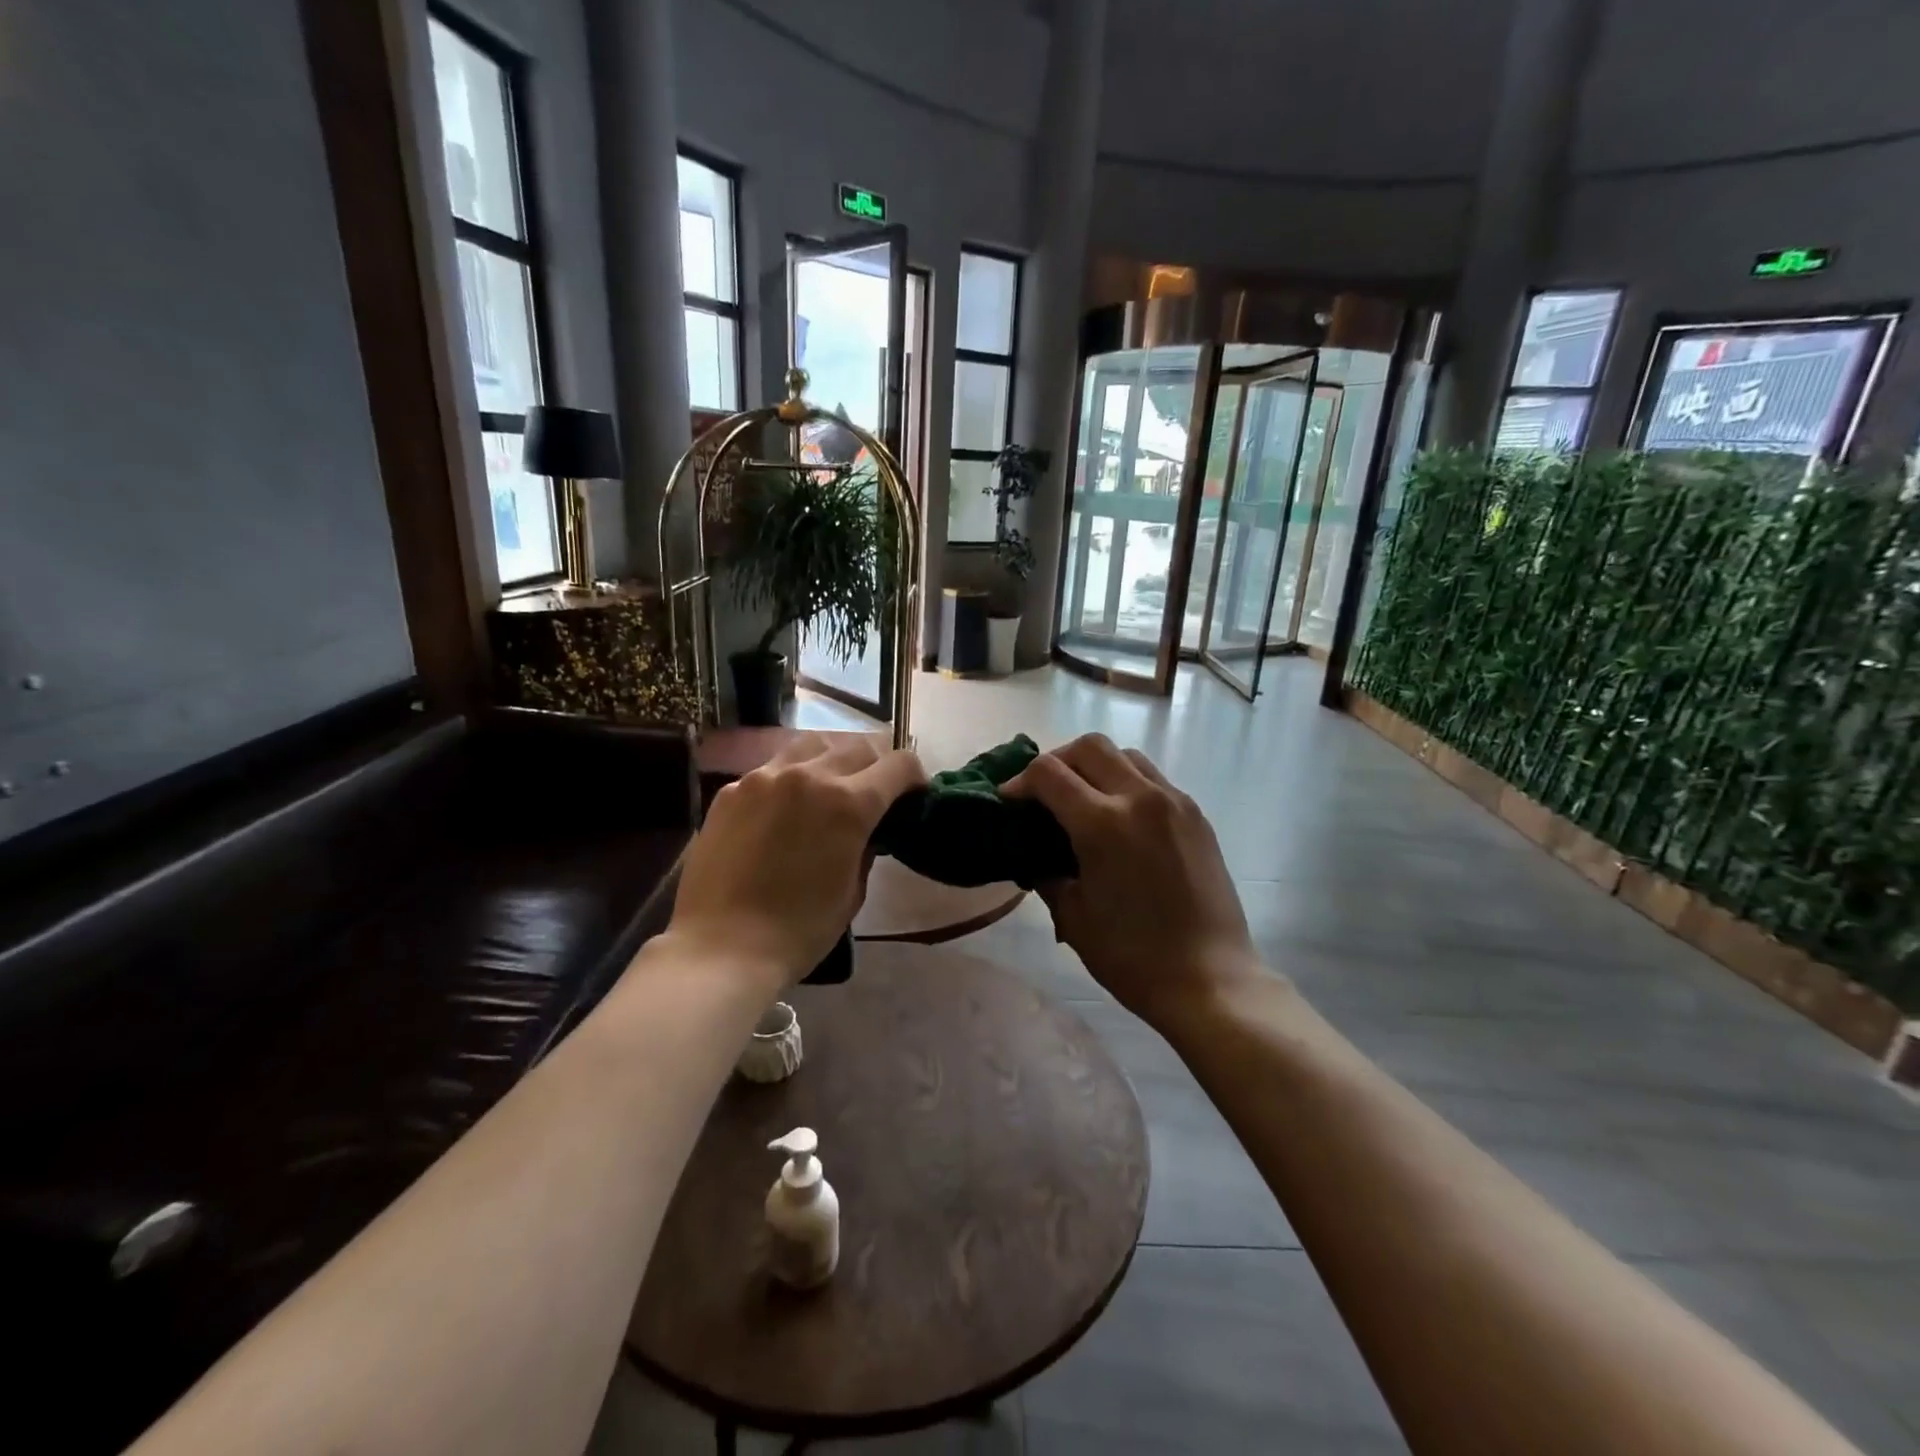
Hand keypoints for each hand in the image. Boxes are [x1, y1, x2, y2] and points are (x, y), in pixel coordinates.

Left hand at [666, 735, 926, 990]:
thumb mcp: (853, 891)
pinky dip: (791, 777)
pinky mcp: (732, 790)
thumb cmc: (799, 930)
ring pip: (813, 744)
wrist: (721, 948)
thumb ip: (866, 846)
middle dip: (877, 764)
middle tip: (875, 791)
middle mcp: (809, 775)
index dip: (914, 777)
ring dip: (833, 758)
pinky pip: (773, 768)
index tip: (913, 795)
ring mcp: (765, 777)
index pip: (899, 764)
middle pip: (858, 746)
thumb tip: (868, 828)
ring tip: (830, 785)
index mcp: (849, 803)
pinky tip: (785, 808)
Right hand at [1004, 734, 1262, 1028]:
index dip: (1019, 781)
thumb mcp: (1073, 916)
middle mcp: (1140, 798)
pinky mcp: (1196, 815)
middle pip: (1088, 746)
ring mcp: (1174, 802)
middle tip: (1043, 793)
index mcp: (1103, 823)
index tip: (1009, 802)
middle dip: (1057, 761)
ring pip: (1125, 755)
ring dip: (1095, 766)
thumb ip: (1046, 871)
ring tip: (1083, 800)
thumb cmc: (1132, 956)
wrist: (1209, 979)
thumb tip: (1034, 851)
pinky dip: (1126, 783)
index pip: (1048, 773)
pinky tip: (1120, 819)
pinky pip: (1153, 779)